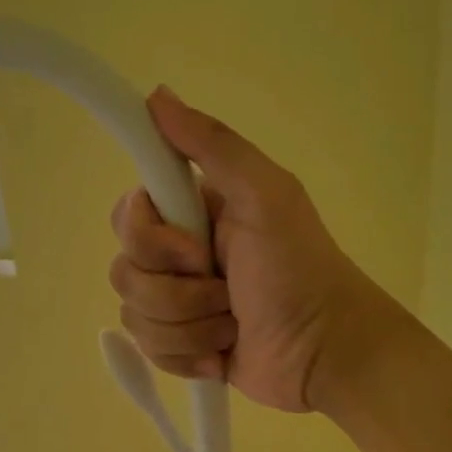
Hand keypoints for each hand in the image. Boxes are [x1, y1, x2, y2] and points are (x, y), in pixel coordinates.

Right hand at [109, 87, 397, 413]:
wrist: (327, 352)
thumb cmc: (300, 270)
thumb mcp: (265, 195)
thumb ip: (213, 145)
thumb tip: (157, 95)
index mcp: (194, 214)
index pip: (127, 216)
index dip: (149, 238)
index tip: (195, 249)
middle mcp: (180, 256)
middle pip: (124, 271)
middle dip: (177, 292)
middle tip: (226, 291)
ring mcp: (180, 306)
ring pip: (135, 316)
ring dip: (190, 327)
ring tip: (232, 326)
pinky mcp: (183, 348)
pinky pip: (150, 352)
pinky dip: (188, 356)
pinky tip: (223, 355)